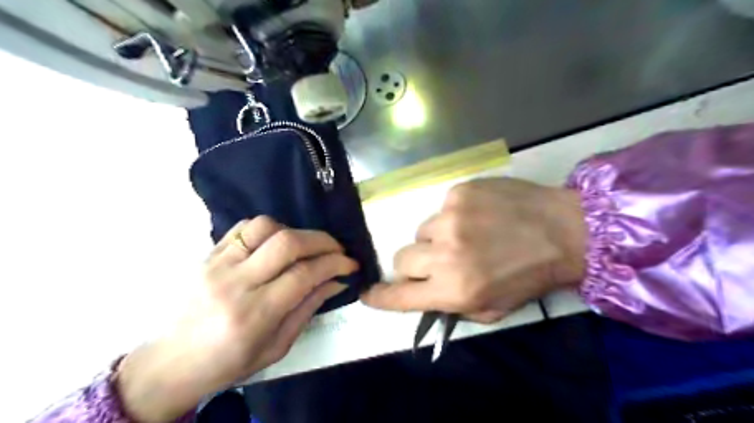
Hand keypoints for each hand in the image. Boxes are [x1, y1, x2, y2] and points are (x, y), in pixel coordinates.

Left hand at [117, 218, 356, 422]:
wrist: (171, 363)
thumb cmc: (228, 363)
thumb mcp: (276, 347)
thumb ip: (307, 309)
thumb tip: (336, 281)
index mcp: (254, 315)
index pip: (304, 275)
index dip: (334, 264)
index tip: (350, 264)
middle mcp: (236, 283)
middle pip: (287, 243)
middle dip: (322, 241)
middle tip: (337, 249)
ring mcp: (218, 264)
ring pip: (265, 227)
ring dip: (295, 231)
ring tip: (306, 246)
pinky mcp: (208, 255)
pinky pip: (243, 227)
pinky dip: (269, 227)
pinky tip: (277, 241)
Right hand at [362, 178, 585, 323]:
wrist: (564, 230)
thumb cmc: (531, 275)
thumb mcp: (494, 309)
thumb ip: (454, 306)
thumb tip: (427, 294)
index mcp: (454, 289)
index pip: (399, 295)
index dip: (379, 296)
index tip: (369, 293)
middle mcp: (445, 254)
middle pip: (401, 258)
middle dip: (413, 264)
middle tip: (437, 261)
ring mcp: (450, 218)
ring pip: (421, 231)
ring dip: (437, 238)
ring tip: (467, 235)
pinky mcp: (459, 192)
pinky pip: (441, 208)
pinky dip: (454, 216)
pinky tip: (479, 216)